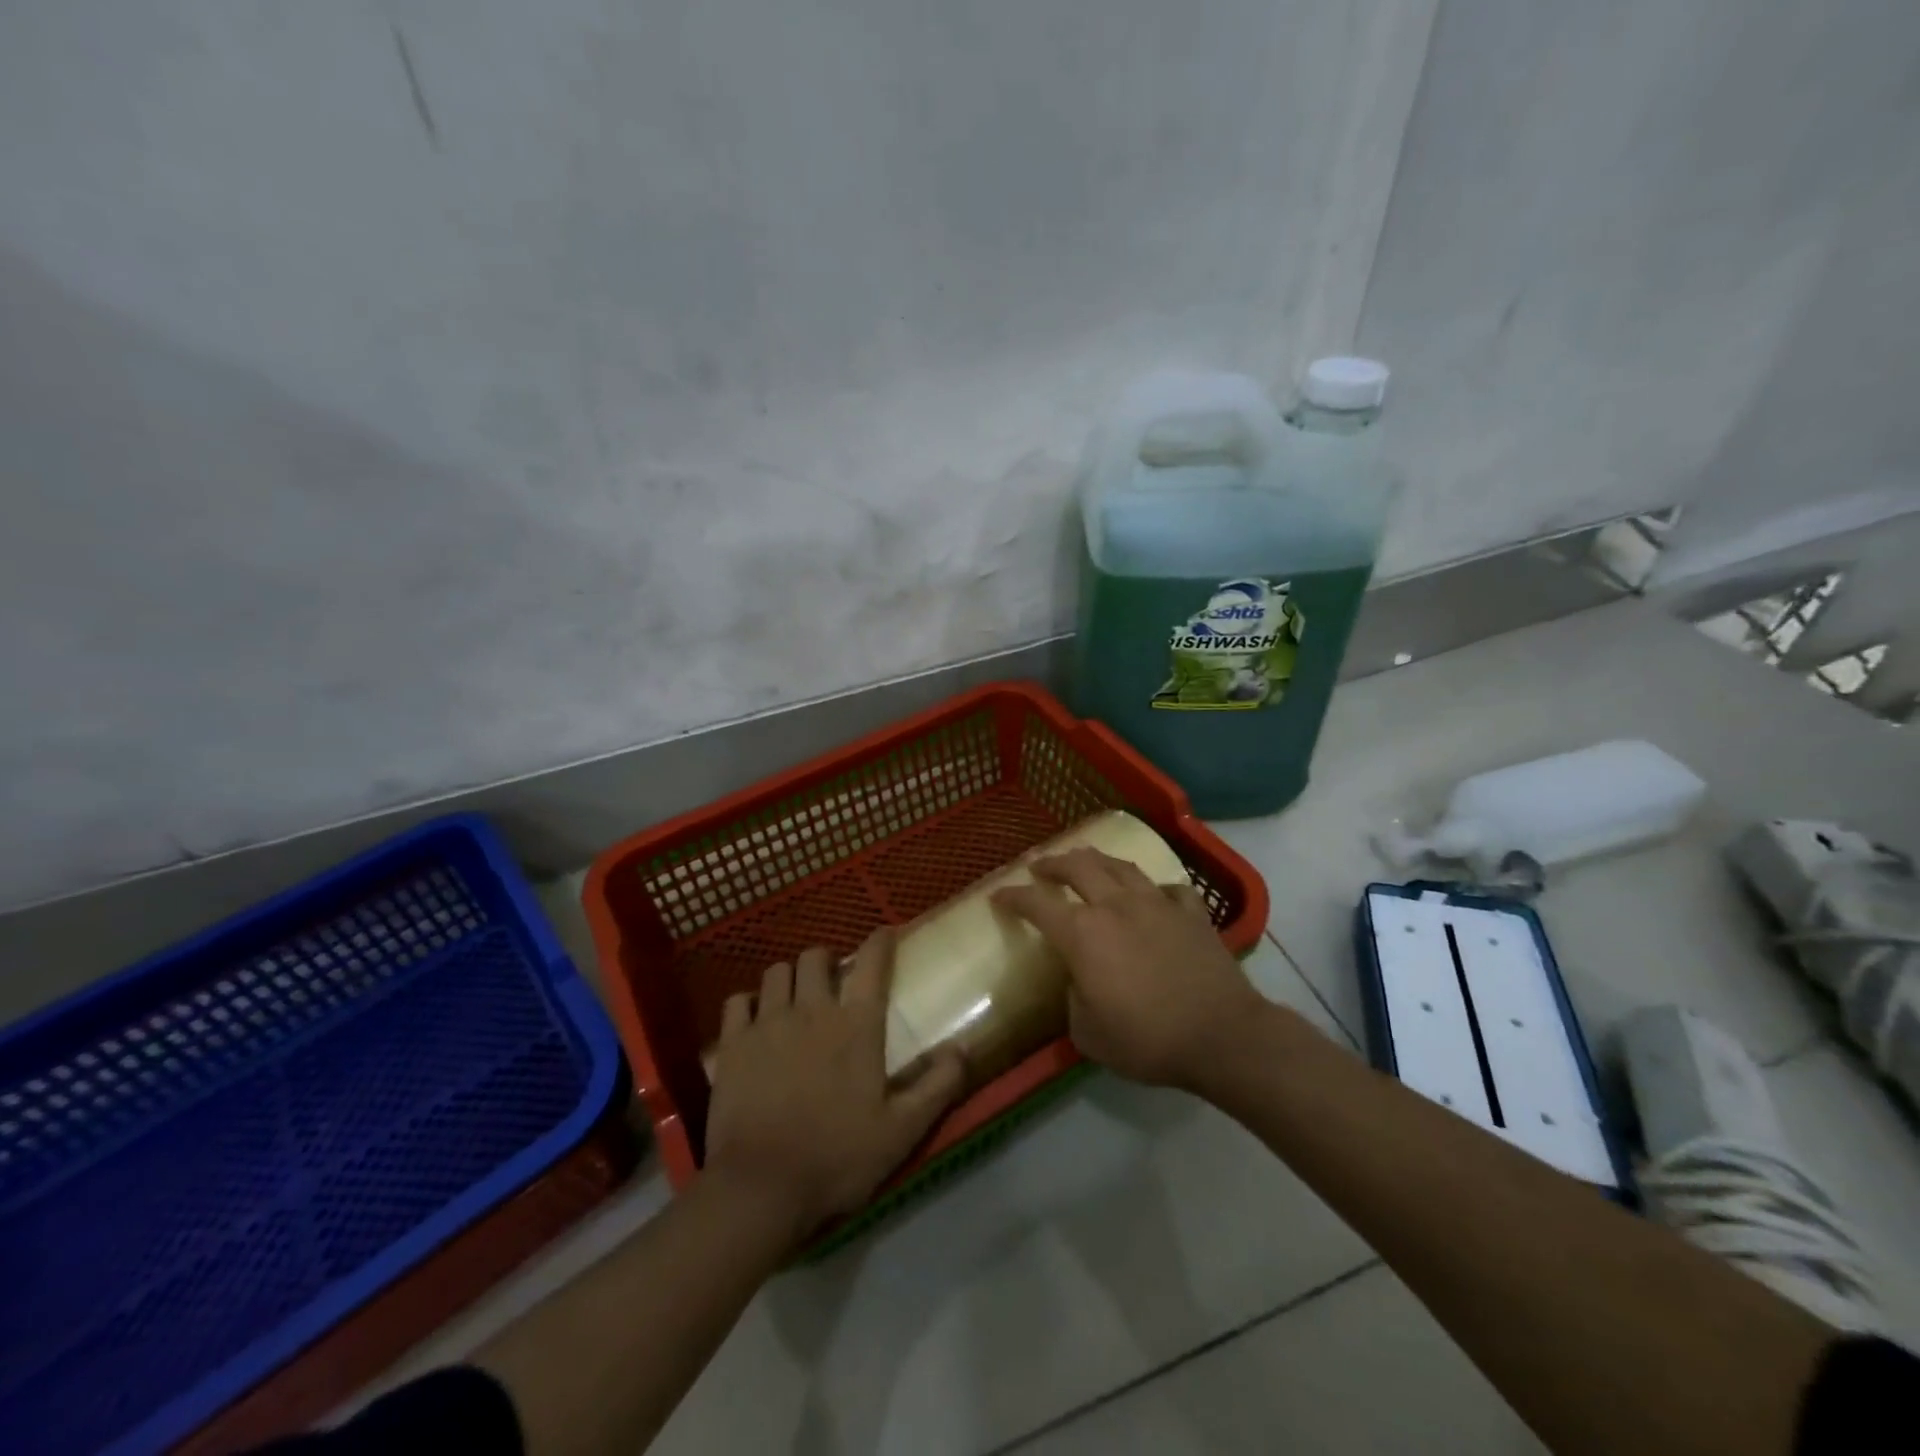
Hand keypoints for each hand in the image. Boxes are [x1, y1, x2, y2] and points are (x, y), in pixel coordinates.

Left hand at [704, 930, 966, 1241]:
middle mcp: (812, 1010)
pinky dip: (748, 1003)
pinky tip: (754, 1019)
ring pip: (777, 972)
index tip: (885, 933)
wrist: (760, 1187)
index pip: (872, 963)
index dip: (880, 941)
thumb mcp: (902, 1130)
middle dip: (827, 959)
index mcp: (856, 1025)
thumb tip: (963, 1048)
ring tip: (795, 996)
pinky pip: (737, 1001)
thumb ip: (938, 1086)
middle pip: (815, 957)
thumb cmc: (837, 1157)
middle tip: (833, 979)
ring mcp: (767, 1024)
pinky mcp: (732, 1044)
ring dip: (790, 977)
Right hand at [992, 848, 1264, 1089]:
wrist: (1221, 1035)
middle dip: (1053, 862)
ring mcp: (1157, 904)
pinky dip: (1155, 889)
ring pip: (1121, 866)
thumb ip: (1074, 1001)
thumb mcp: (1089, 1035)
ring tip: (1087, 861)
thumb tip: (1080, 982)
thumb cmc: (1148, 1039)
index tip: (998, 895)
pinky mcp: (1192, 913)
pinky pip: (1169, 889)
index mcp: (1083, 933)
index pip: (1037, 904)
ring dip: (1097, 860)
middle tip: (1040, 865)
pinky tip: (1154, 895)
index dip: (1013, 897)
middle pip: (1078, 866)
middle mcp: (1116, 905)